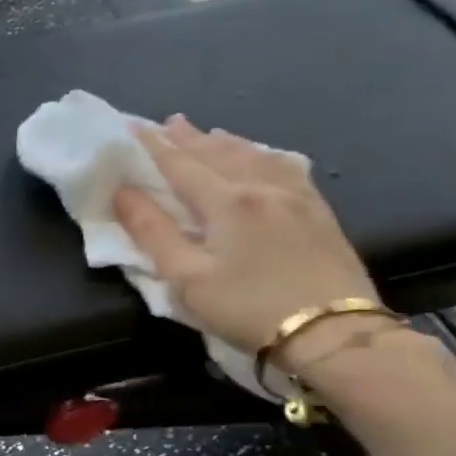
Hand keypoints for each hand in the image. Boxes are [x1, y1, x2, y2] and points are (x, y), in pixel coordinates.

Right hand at [113, 116, 377, 370]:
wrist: (332, 333)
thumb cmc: (247, 308)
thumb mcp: (187, 278)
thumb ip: (153, 232)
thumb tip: (123, 192)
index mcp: (226, 201)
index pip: (180, 165)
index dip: (153, 146)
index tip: (132, 127)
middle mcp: (261, 186)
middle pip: (217, 154)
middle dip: (189, 138)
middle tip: (167, 123)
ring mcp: (296, 196)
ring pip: (254, 156)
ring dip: (224, 143)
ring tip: (208, 133)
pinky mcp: (318, 211)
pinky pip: (285, 167)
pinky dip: (262, 154)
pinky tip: (262, 155)